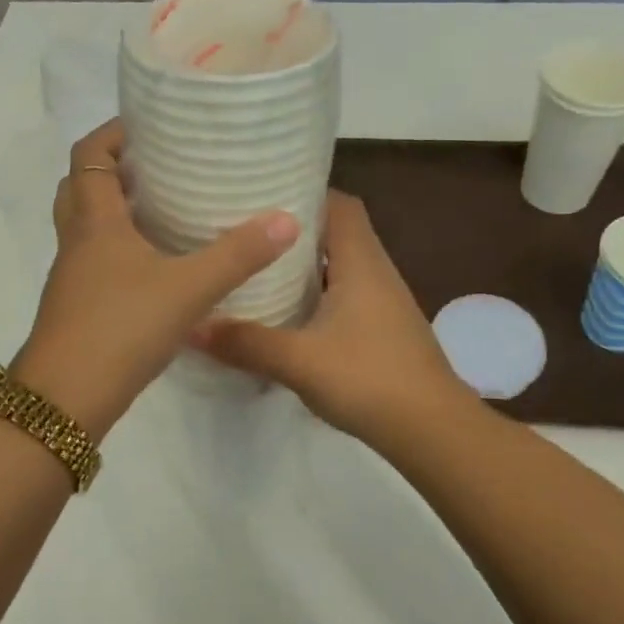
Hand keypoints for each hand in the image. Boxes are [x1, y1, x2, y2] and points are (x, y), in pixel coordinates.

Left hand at [12, 120, 299, 437]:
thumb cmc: (120, 327)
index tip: (149, 124)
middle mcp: (77, 242)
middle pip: (81, 187)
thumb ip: (237, 255)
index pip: (89, 154)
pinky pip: (96, 261)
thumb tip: (287, 219)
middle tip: (157, 165)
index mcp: (94, 221)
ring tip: (163, 208)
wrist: (67, 400)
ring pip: (87, 227)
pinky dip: (120, 249)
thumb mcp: (188, 288)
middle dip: (113, 168)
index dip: (113, 132)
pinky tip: (157, 266)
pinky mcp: (79, 307)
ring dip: (115, 210)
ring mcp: (74, 277)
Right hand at [192, 190, 473, 446]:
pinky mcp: (384, 330)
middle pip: (338, 232)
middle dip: (296, 231)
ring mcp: (384, 303)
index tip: (262, 196)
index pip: (340, 204)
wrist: (432, 431)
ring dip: (307, 266)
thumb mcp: (298, 361)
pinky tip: (289, 316)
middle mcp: (377, 273)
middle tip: (249, 234)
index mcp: (362, 263)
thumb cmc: (369, 379)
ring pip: (342, 267)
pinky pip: (346, 296)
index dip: (305, 193)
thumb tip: (191, 326)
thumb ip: (245, 342)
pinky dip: (318, 295)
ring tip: (260, 269)